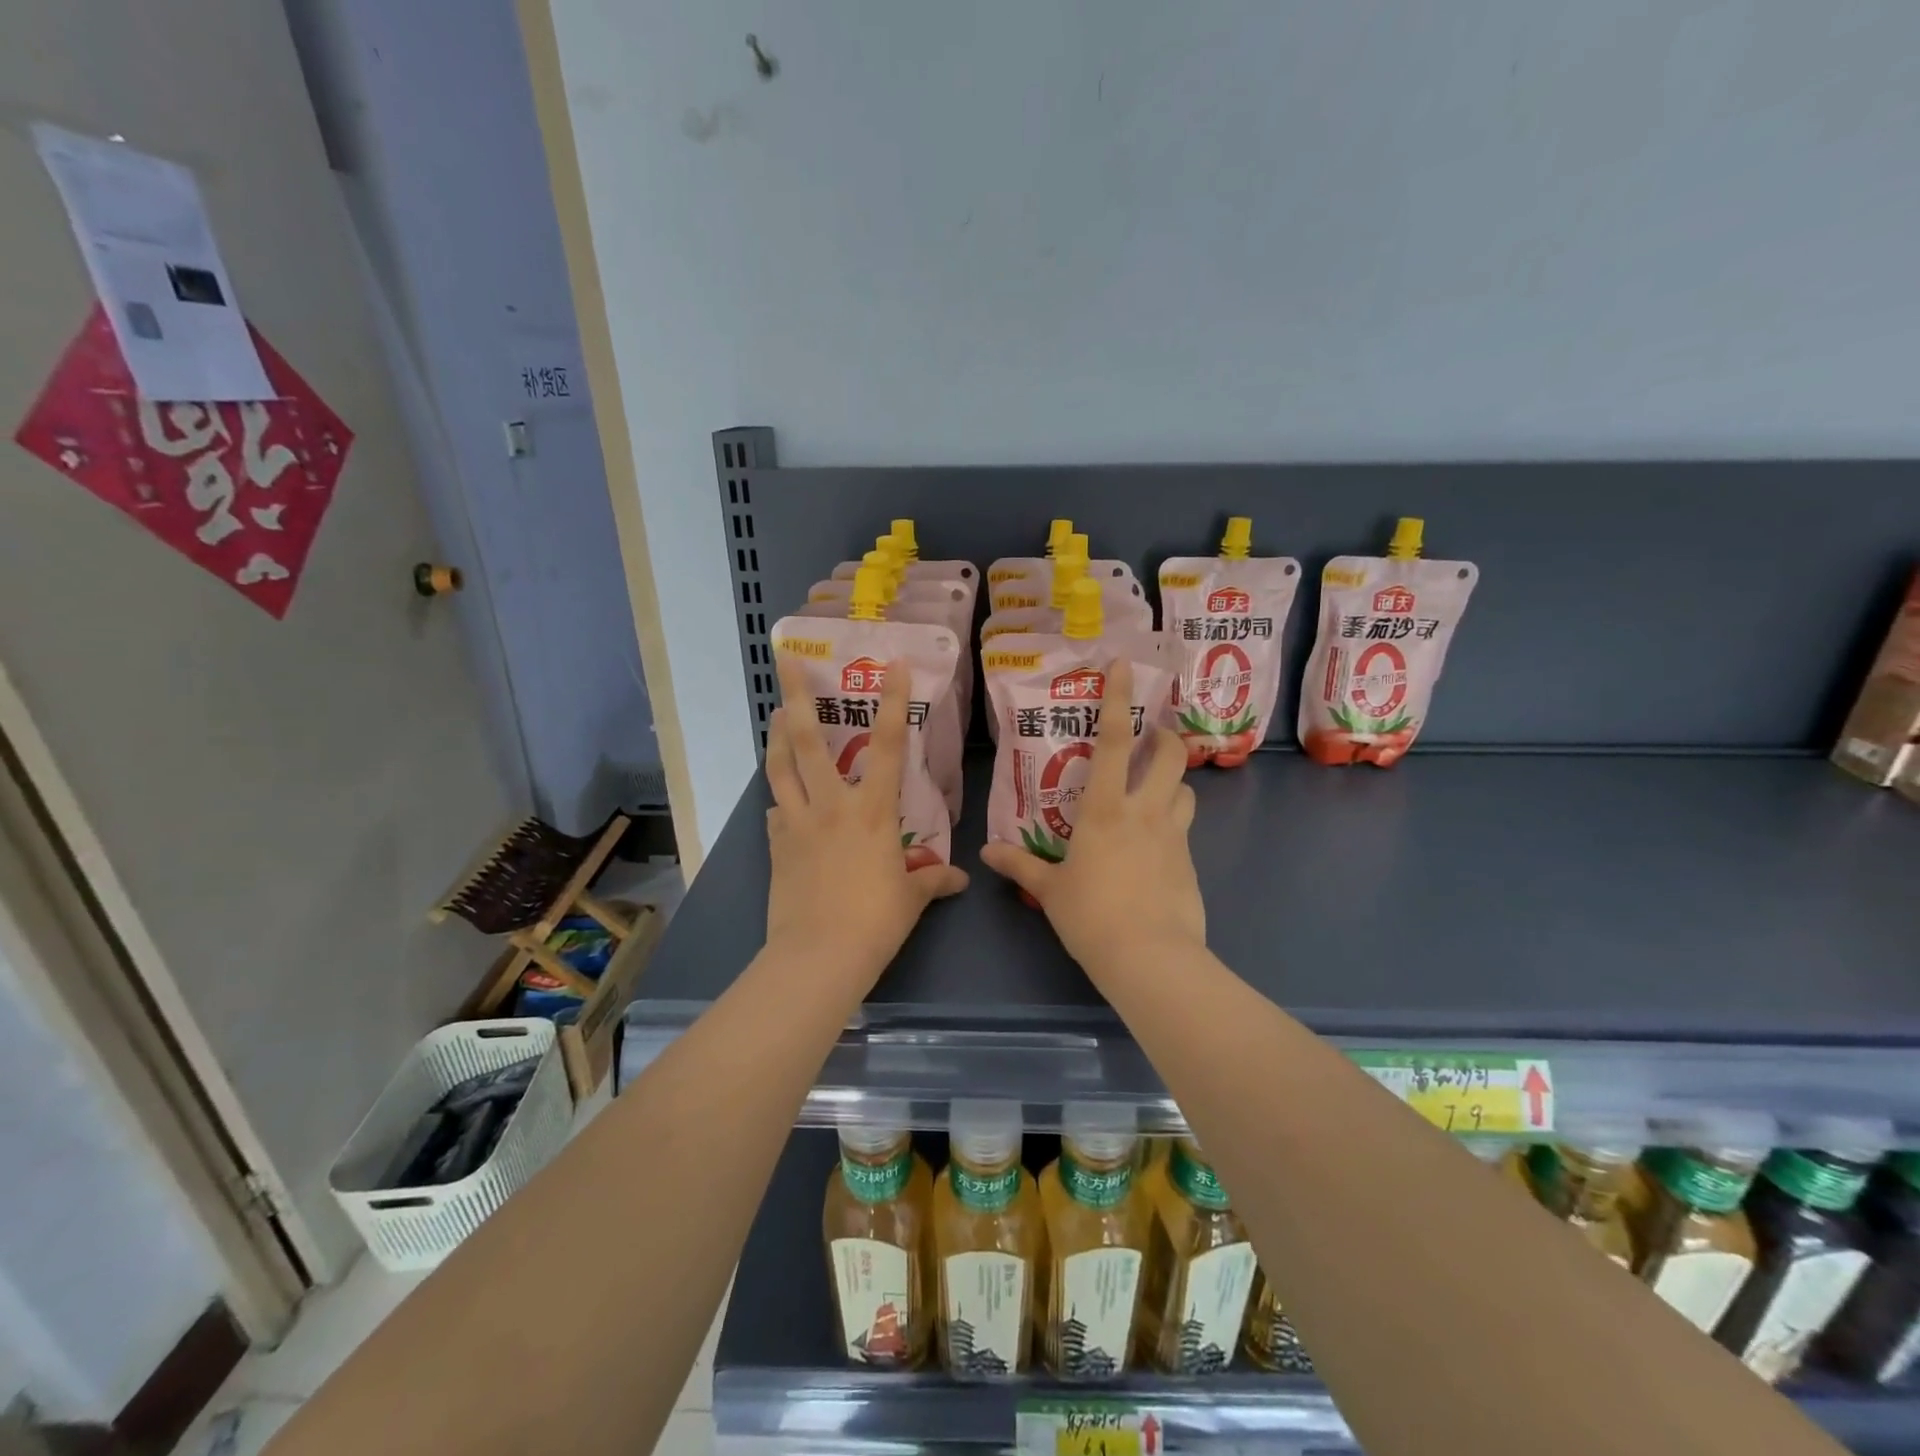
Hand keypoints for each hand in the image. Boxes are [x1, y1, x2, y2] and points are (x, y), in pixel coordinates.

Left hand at [763, 656, 967, 989]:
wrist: (819, 955)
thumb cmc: (876, 921)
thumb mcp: (912, 899)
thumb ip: (932, 880)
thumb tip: (957, 879)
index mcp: (872, 810)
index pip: (885, 744)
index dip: (892, 701)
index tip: (892, 664)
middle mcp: (831, 804)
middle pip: (808, 740)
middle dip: (796, 696)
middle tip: (786, 660)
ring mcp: (796, 823)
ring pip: (780, 768)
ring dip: (775, 737)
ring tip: (774, 713)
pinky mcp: (775, 846)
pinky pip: (775, 813)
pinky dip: (779, 801)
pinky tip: (780, 803)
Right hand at [979, 658, 1205, 980]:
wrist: (1149, 958)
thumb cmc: (1091, 916)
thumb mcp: (1050, 890)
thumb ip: (1020, 865)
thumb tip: (987, 853)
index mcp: (1105, 809)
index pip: (1112, 741)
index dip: (1118, 699)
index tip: (1124, 666)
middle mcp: (1144, 812)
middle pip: (1170, 757)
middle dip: (1166, 737)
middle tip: (1154, 736)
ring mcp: (1173, 836)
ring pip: (1186, 791)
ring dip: (1174, 783)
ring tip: (1156, 793)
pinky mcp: (1189, 863)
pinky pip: (1184, 830)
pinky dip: (1173, 825)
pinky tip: (1155, 849)